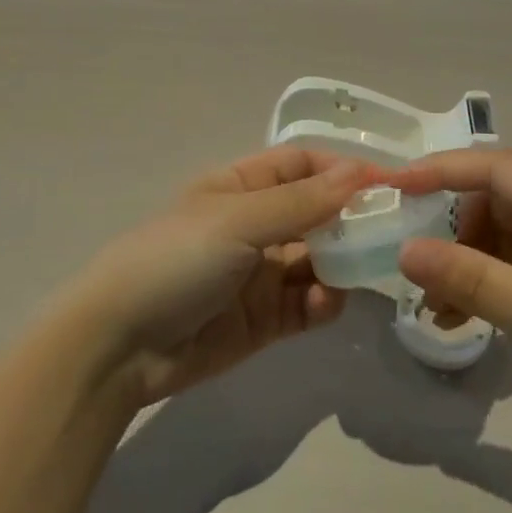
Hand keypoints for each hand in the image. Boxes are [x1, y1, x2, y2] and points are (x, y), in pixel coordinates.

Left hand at [63, 146, 369, 406]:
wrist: (119, 347)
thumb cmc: (176, 259)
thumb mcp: (238, 221)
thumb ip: (302, 202)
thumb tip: (361, 172)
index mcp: (240, 188)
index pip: (301, 166)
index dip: (340, 169)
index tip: (384, 183)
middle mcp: (255, 226)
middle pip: (317, 213)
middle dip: (351, 219)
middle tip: (392, 230)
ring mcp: (260, 274)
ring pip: (319, 259)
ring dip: (342, 263)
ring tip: (363, 271)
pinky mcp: (265, 320)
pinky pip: (308, 303)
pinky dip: (323, 302)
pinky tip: (323, 304)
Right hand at [385, 149, 511, 456]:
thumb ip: (471, 279)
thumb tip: (404, 251)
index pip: (497, 168)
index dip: (442, 170)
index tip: (394, 186)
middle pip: (495, 200)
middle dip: (450, 227)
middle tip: (411, 259)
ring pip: (498, 237)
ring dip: (462, 262)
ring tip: (432, 302)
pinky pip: (510, 270)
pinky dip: (480, 286)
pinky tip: (455, 318)